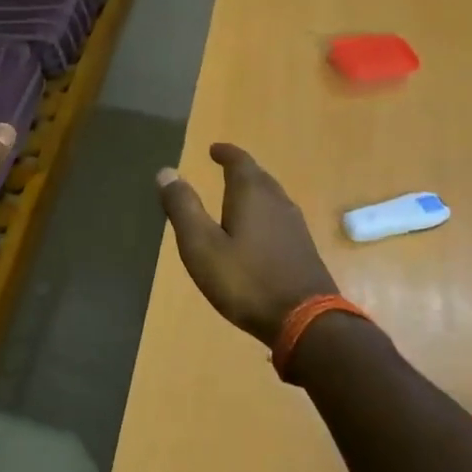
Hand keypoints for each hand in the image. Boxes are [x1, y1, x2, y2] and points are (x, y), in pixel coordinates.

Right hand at [156, 144, 338, 344]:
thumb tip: (166, 172)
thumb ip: (183, 208)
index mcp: (252, 195)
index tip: (214, 149)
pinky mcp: (303, 249)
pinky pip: (279, 217)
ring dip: (254, 191)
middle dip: (241, 170)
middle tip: (224, 167)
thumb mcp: (201, 245)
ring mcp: (295, 226)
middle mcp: (277, 202)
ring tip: (237, 195)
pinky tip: (258, 230)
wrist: (305, 322)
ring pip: (272, 197)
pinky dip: (264, 213)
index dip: (226, 153)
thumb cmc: (245, 280)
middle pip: (259, 177)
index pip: (239, 162)